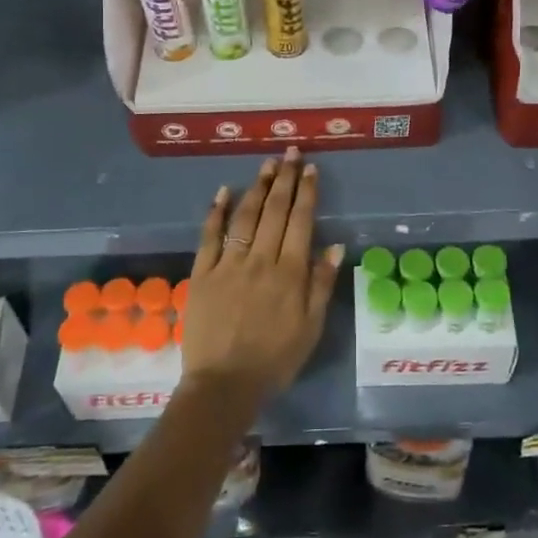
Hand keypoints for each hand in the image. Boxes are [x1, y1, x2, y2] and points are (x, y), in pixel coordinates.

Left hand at [179, 147, 341, 405]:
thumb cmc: (275, 359)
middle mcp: (260, 259)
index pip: (301, 221)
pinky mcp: (202, 273)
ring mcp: (228, 264)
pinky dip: (216, 212)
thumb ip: (321, 284)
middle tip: (290, 153)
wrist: (224, 385)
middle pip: (275, 211)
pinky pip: (210, 236)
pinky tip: (223, 191)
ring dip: (257, 187)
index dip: (306, 192)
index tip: (310, 168)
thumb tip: (334, 245)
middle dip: (285, 178)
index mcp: (290, 273)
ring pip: (245, 216)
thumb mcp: (311, 327)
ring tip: (267, 164)